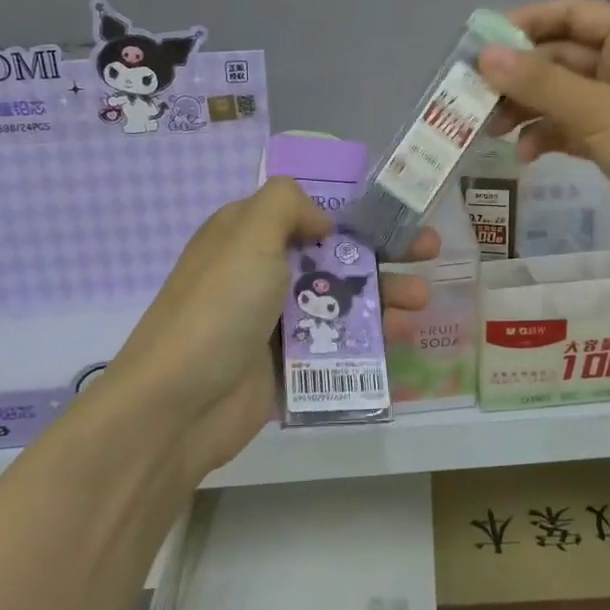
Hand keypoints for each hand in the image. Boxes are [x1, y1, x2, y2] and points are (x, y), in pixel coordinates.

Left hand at [102, 177, 437, 483]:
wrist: (180, 403)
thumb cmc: (219, 307)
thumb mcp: (248, 234)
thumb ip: (286, 205)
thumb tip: (321, 222)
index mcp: (247, 236)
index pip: (306, 213)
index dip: (352, 211)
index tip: (395, 214)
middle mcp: (261, 274)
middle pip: (333, 255)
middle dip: (382, 252)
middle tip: (429, 252)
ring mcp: (274, 322)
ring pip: (340, 301)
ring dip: (384, 295)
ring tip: (420, 301)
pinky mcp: (287, 365)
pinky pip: (336, 344)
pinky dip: (369, 337)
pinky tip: (402, 336)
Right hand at [479, 0, 609, 274]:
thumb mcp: (602, 111)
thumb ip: (541, 84)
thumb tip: (484, 56)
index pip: (567, 15)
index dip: (522, 25)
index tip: (478, 48)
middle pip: (555, 58)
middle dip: (516, 78)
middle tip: (473, 100)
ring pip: (556, 97)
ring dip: (524, 110)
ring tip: (491, 131)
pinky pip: (566, 130)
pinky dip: (543, 139)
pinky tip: (523, 157)